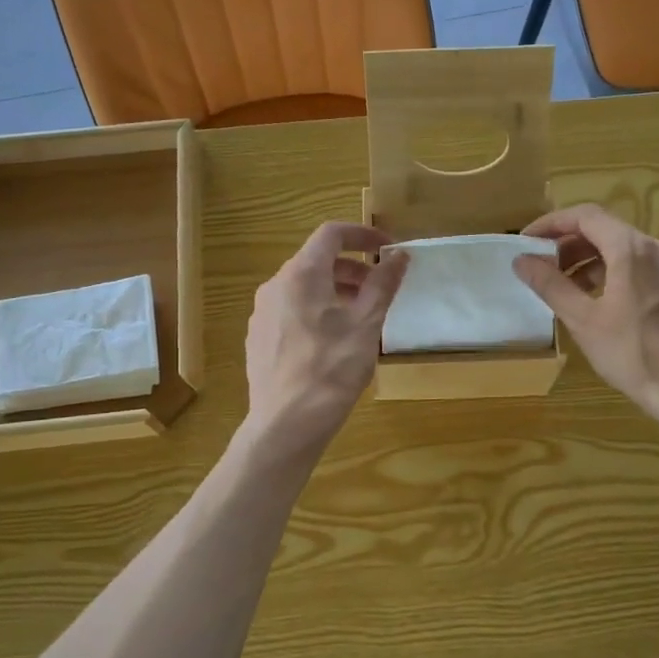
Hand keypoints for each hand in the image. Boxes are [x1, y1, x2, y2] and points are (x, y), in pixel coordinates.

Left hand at [242, 222, 407, 457]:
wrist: (286, 423)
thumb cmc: (332, 369)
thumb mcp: (366, 325)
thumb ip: (383, 284)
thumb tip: (399, 255)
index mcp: (301, 274)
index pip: (332, 234)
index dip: (363, 234)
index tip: (388, 249)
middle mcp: (275, 285)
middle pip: (316, 261)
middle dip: (353, 268)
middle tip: (380, 288)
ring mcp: (262, 313)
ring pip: (303, 287)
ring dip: (335, 290)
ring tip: (361, 316)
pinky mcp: (259, 337)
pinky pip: (291, 310)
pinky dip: (316, 310)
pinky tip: (332, 340)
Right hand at [513, 204, 658, 433]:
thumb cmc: (633, 353)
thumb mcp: (583, 320)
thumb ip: (550, 285)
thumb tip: (522, 260)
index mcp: (631, 249)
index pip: (585, 216)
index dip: (551, 223)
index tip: (526, 242)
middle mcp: (657, 247)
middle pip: (606, 230)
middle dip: (569, 245)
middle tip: (542, 268)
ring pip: (624, 249)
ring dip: (591, 261)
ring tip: (567, 289)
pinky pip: (641, 266)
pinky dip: (614, 273)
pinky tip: (600, 302)